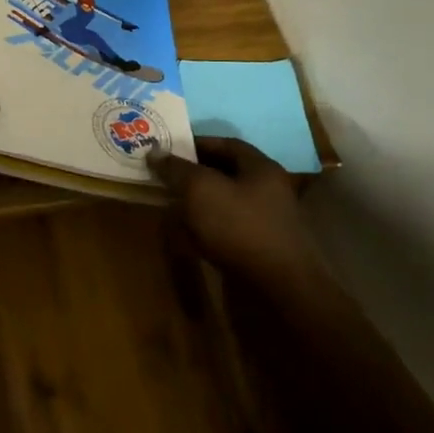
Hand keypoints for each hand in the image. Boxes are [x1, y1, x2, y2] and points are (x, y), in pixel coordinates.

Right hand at [147, 138, 322, 278]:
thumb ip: (176, 168)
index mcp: (261, 168)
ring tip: (169, 203)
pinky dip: (206, 228)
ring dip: (197, 202)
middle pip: (225, 173)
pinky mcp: (259, 249)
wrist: (278, 289)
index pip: (227, 144)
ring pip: (224, 203)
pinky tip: (186, 235)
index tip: (168, 149)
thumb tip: (154, 152)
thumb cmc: (239, 226)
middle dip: (193, 174)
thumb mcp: (199, 189)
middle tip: (164, 175)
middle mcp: (268, 191)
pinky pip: (227, 229)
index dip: (196, 143)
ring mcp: (266, 222)